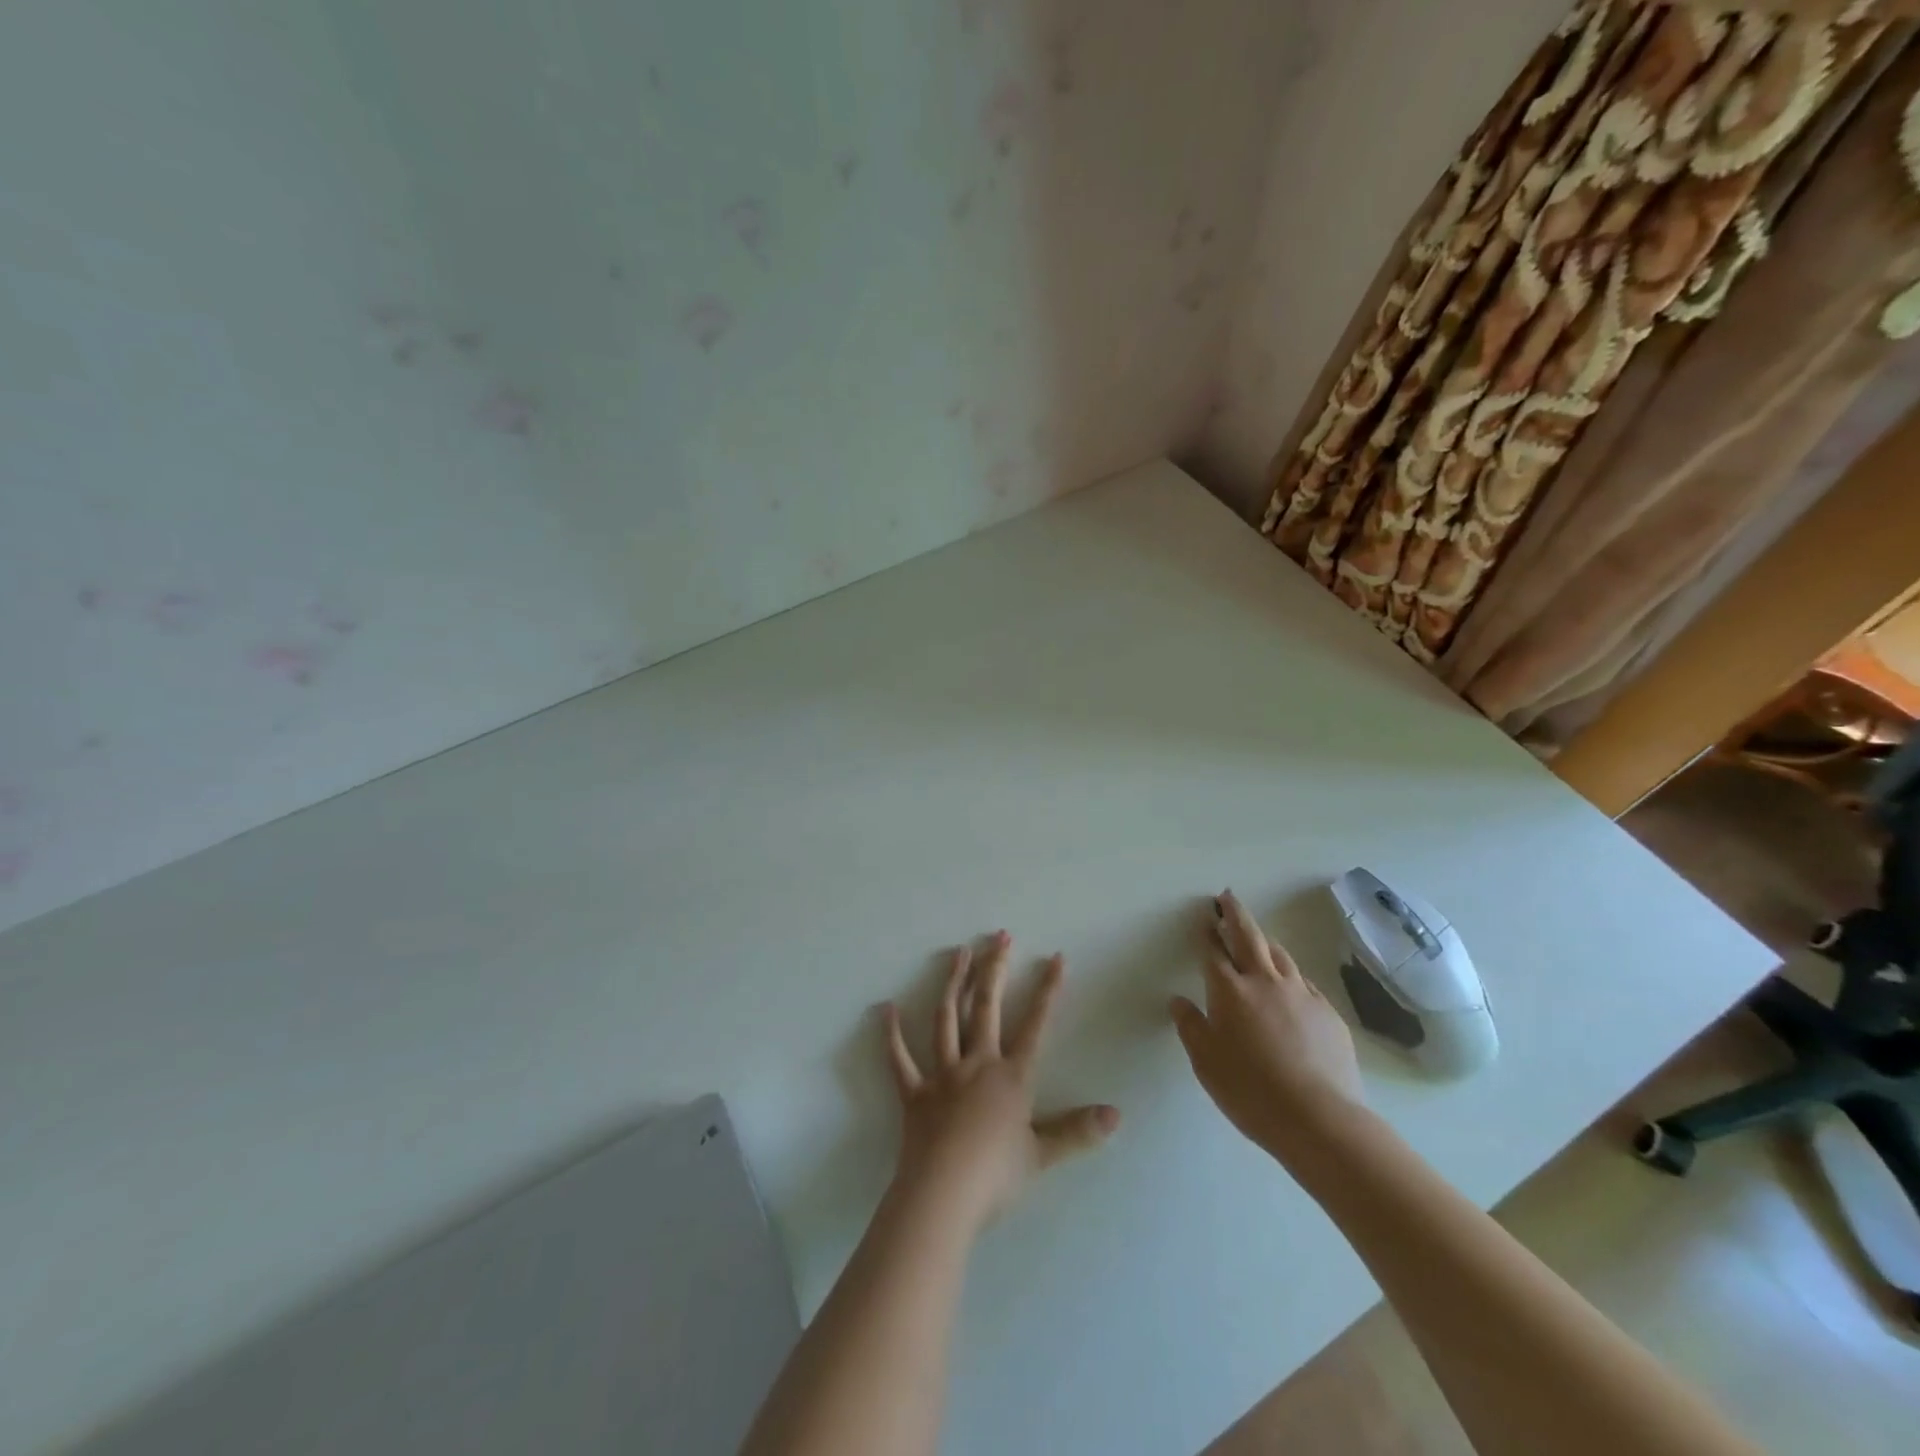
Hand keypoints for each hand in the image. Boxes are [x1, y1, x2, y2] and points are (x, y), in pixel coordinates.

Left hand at [881, 932, 1119, 1234]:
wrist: (944, 1195)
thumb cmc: (996, 1176)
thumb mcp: (1043, 1154)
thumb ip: (1078, 1131)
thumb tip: (1116, 1114)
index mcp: (1011, 1078)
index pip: (1036, 1025)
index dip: (1048, 991)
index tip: (1056, 958)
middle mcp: (978, 1064)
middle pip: (987, 1007)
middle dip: (995, 969)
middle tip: (999, 936)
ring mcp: (943, 1074)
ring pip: (947, 1019)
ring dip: (953, 983)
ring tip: (959, 953)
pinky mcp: (914, 1092)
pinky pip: (900, 1059)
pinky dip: (892, 1034)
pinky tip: (886, 1008)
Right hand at [1170, 890, 1363, 1166]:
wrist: (1319, 1119)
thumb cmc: (1250, 1091)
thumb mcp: (1206, 1062)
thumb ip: (1190, 1026)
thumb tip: (1178, 1001)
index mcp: (1230, 990)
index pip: (1213, 952)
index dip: (1206, 934)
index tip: (1204, 919)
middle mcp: (1265, 982)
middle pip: (1249, 937)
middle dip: (1235, 914)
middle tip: (1227, 898)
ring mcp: (1301, 994)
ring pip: (1280, 955)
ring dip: (1264, 940)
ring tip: (1257, 936)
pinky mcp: (1328, 1013)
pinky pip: (1303, 982)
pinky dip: (1289, 973)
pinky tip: (1289, 983)